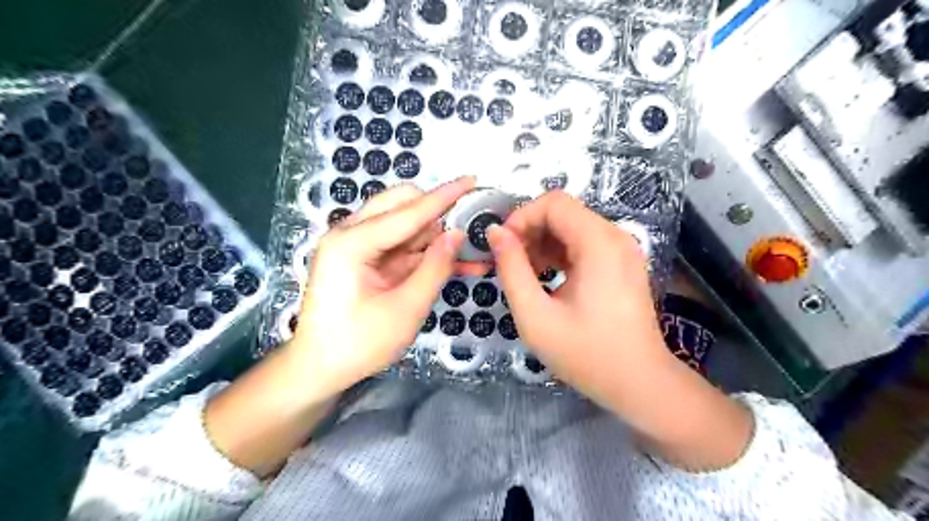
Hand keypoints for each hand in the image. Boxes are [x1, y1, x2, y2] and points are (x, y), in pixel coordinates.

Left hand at [288, 176, 481, 395]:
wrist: (319, 369)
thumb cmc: (358, 344)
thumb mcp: (405, 309)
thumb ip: (435, 267)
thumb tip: (458, 234)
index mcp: (352, 243)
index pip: (408, 211)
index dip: (444, 196)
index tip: (472, 179)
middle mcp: (351, 234)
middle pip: (402, 205)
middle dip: (438, 213)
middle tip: (470, 228)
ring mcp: (357, 246)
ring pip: (406, 225)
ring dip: (437, 235)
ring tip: (472, 251)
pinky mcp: (365, 259)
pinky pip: (402, 246)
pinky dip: (427, 253)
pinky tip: (456, 262)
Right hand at [487, 194, 753, 470]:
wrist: (639, 383)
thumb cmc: (586, 354)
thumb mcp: (535, 315)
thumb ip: (511, 269)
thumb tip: (495, 232)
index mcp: (599, 243)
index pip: (553, 202)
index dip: (521, 217)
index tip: (502, 246)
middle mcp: (615, 237)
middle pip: (563, 212)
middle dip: (530, 230)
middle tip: (509, 262)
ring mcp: (621, 250)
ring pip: (572, 227)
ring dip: (543, 243)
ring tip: (525, 273)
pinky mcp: (621, 263)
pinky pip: (584, 243)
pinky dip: (560, 253)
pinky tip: (546, 277)